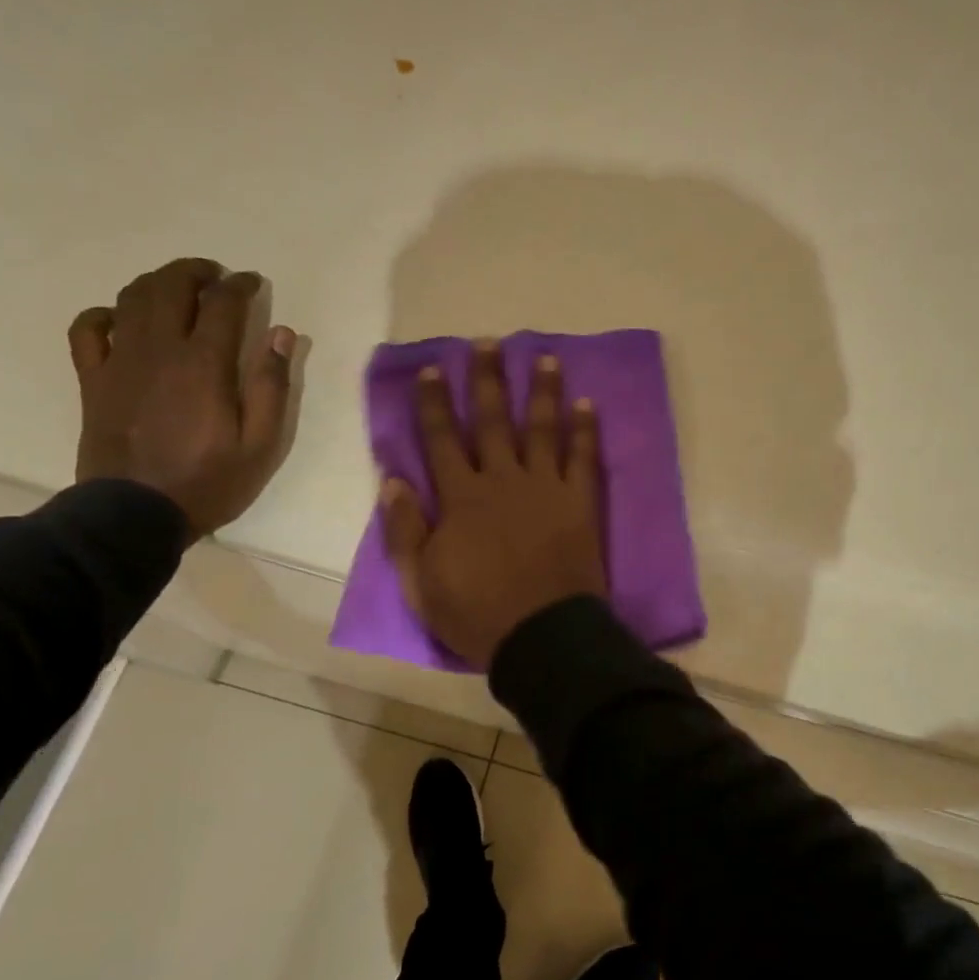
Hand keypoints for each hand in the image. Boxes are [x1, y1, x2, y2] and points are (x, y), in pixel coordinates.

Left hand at [68, 257, 299, 539]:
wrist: (135, 514)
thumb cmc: (209, 481)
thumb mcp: (261, 443)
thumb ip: (272, 385)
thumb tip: (281, 334)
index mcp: (203, 363)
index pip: (222, 303)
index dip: (240, 286)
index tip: (254, 283)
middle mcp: (158, 350)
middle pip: (171, 287)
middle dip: (196, 272)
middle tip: (216, 277)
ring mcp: (119, 362)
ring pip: (131, 298)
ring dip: (157, 283)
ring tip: (177, 288)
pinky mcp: (94, 379)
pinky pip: (88, 329)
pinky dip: (105, 314)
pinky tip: (122, 320)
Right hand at [383, 340, 605, 668]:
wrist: (542, 637)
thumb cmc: (477, 614)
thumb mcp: (420, 583)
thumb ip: (404, 530)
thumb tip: (391, 480)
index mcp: (461, 498)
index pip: (441, 440)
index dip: (433, 403)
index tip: (431, 370)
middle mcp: (502, 480)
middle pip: (492, 420)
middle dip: (487, 380)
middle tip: (488, 343)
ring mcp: (545, 488)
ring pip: (541, 428)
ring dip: (542, 390)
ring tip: (545, 356)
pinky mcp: (580, 502)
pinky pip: (583, 458)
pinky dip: (585, 429)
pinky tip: (587, 403)